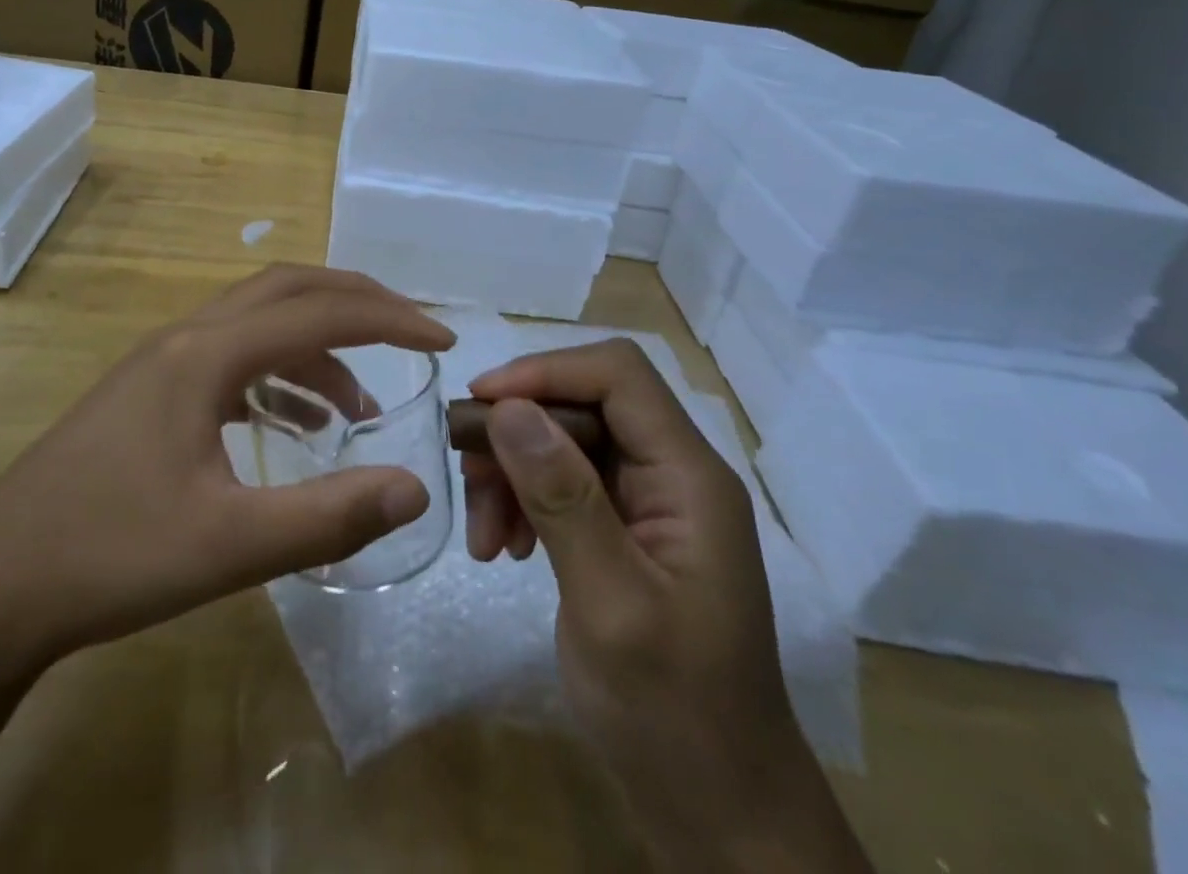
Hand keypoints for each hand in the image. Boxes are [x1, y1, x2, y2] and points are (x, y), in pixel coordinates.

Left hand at [0, 265, 454, 668]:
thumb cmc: (110, 557)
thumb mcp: (229, 546)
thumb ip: (329, 517)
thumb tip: (416, 488)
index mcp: (205, 354)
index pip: (317, 311)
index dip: (388, 319)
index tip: (442, 339)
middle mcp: (184, 339)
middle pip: (286, 289)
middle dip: (355, 303)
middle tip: (410, 334)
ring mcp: (160, 362)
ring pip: (256, 323)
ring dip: (315, 348)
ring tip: (359, 406)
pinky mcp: (147, 393)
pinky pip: (230, 359)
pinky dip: (275, 376)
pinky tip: (292, 425)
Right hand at [462, 341, 870, 872]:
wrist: (720, 817)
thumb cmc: (674, 716)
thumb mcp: (611, 606)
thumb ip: (562, 499)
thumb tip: (507, 408)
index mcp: (689, 477)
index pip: (617, 375)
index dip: (545, 371)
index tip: (481, 404)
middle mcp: (671, 474)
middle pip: (582, 404)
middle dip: (517, 432)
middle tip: (467, 475)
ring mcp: (647, 503)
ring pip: (562, 441)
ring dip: (512, 472)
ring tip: (483, 534)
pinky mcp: (622, 530)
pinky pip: (559, 484)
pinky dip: (521, 502)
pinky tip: (500, 547)